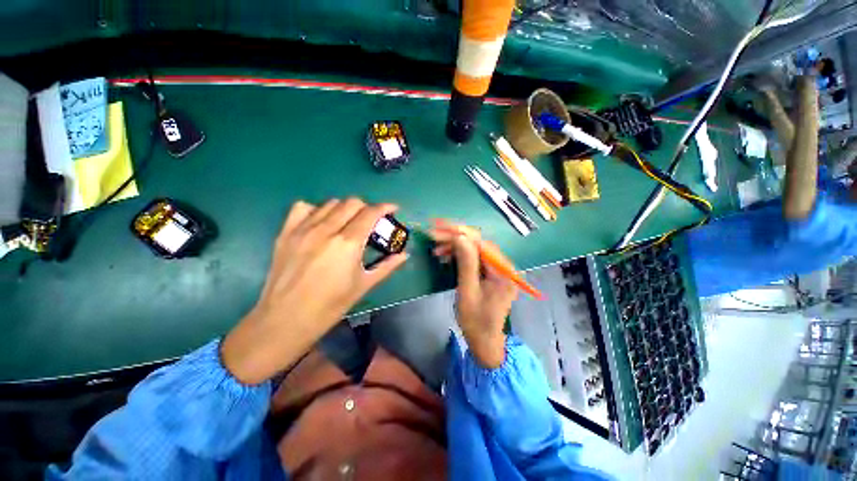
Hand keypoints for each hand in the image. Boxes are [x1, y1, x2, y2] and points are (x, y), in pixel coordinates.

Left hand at [221, 199, 407, 383]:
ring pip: (330, 203)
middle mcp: (326, 229)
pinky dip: (317, 209)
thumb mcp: (364, 285)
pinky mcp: (286, 232)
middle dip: (367, 207)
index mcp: (348, 243)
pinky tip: (322, 222)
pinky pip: (304, 207)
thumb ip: (387, 266)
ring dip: (345, 208)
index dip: (385, 207)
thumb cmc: (331, 305)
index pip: (370, 213)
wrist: (287, 319)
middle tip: (371, 220)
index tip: (393, 208)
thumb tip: (405, 255)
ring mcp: (304, 229)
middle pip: (352, 202)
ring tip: (348, 222)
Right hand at [431, 222, 517, 368]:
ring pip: (475, 248)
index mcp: (503, 271)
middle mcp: (504, 266)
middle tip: (433, 234)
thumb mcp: (468, 291)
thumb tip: (460, 236)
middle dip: (455, 236)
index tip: (438, 226)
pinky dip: (460, 255)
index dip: (459, 232)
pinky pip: (475, 258)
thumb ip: (466, 263)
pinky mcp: (491, 273)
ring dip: (456, 246)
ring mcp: (498, 269)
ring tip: (437, 249)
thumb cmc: (476, 321)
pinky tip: (447, 256)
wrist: (485, 342)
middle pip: (478, 243)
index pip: (480, 243)